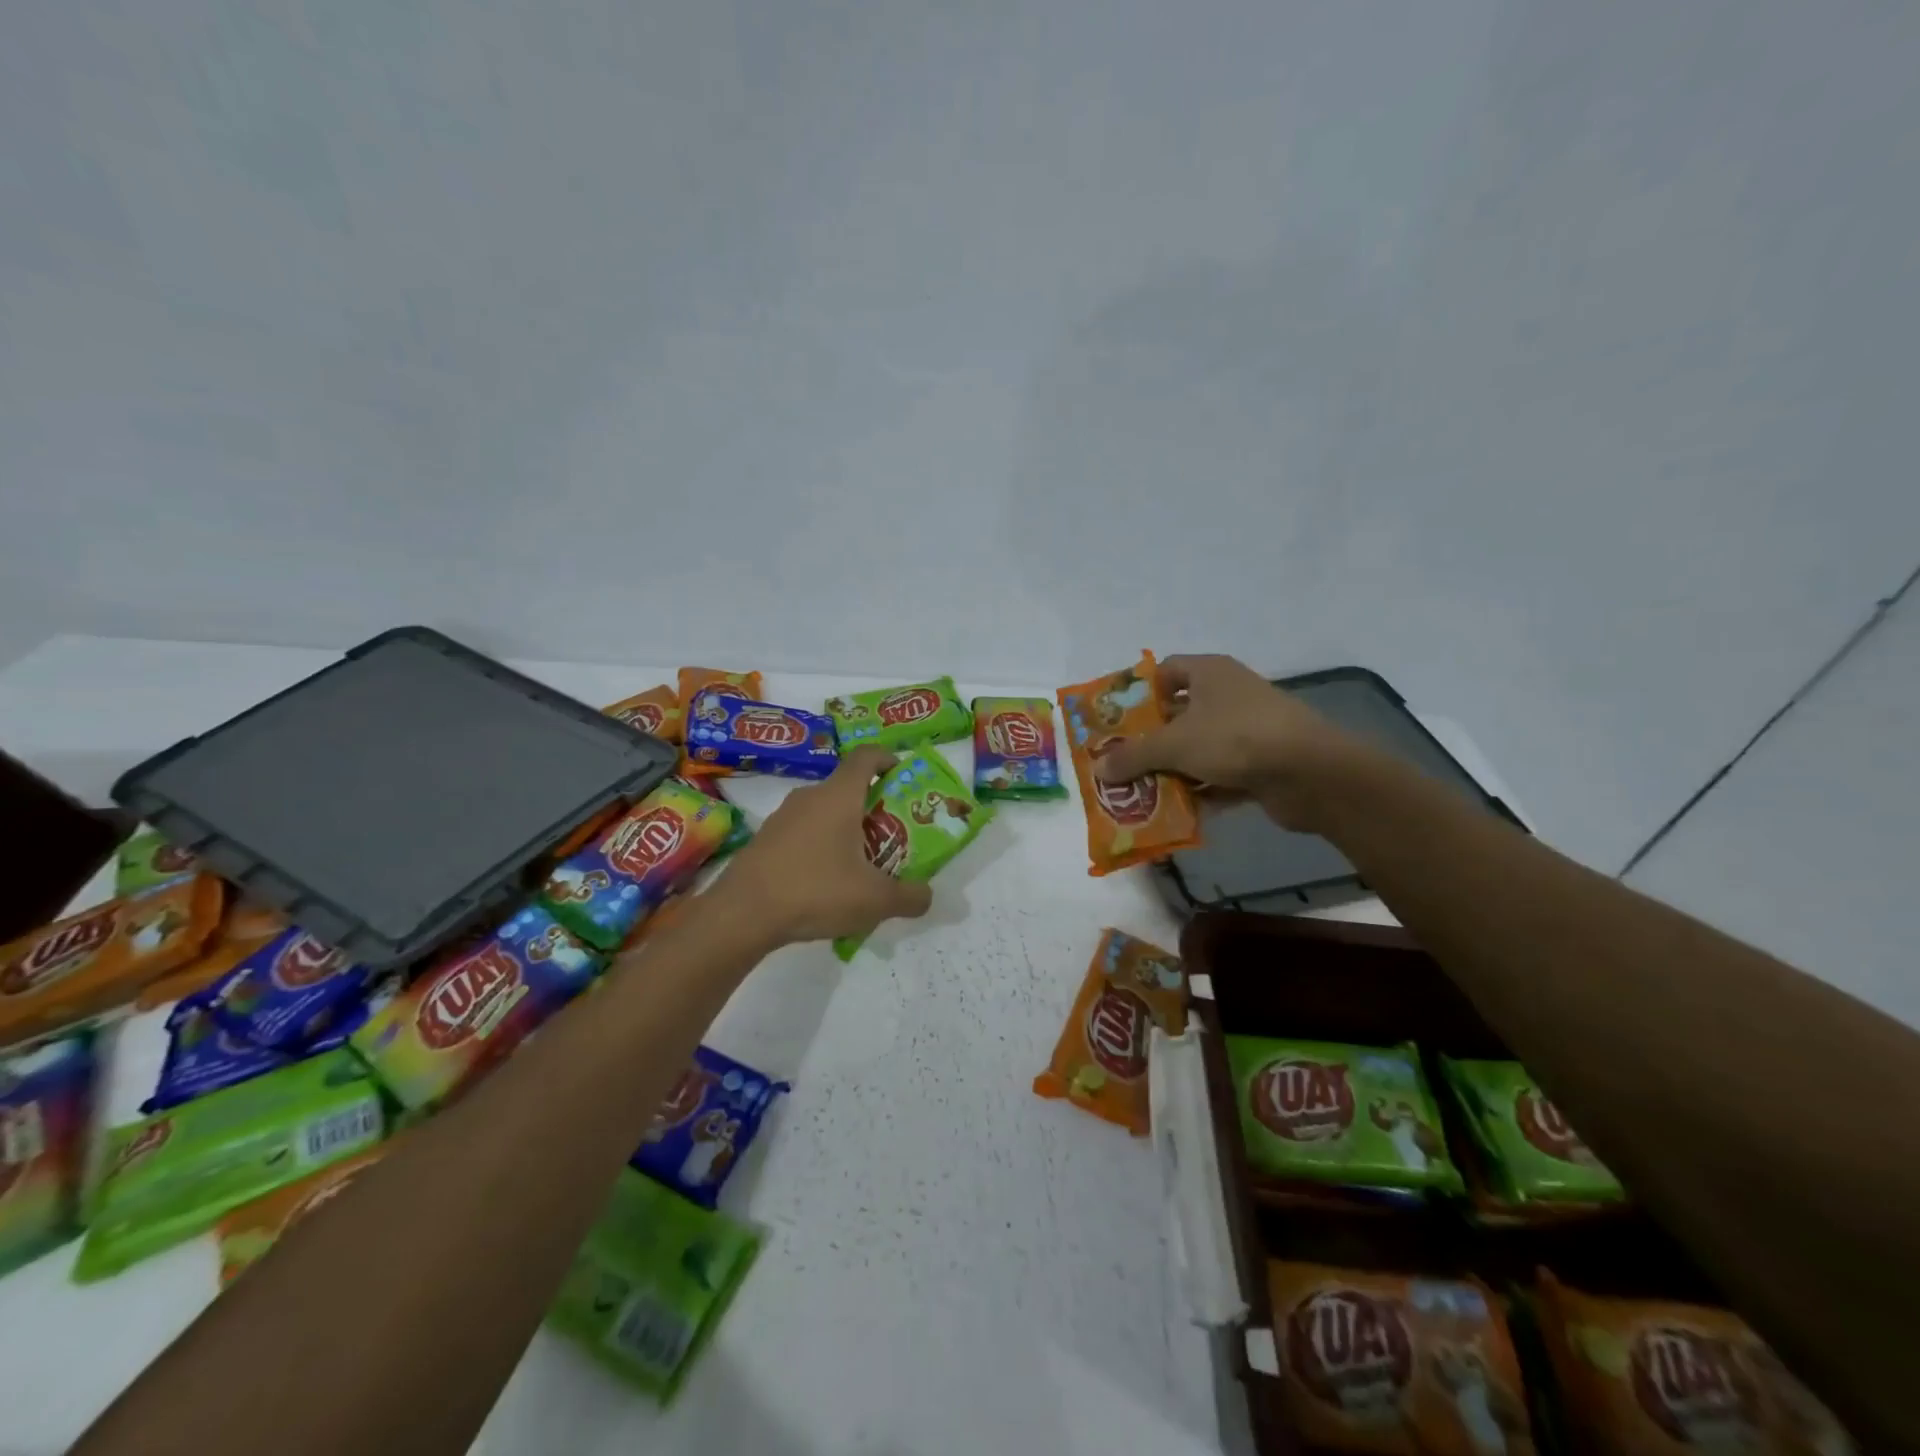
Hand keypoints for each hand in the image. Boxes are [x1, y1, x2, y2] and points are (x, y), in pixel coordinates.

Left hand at [712, 746, 932, 946]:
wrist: (742, 914)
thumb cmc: (816, 891)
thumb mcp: (875, 900)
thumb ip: (909, 896)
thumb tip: (927, 895)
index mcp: (839, 796)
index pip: (866, 756)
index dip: (888, 759)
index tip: (902, 775)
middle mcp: (810, 796)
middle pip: (847, 788)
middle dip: (872, 807)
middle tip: (891, 836)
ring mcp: (782, 817)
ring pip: (823, 812)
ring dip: (845, 830)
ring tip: (861, 865)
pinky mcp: (764, 840)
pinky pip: (802, 833)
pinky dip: (820, 848)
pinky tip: (825, 885)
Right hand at [1090, 655, 1371, 830]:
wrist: (1311, 773)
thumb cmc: (1235, 738)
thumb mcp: (1174, 744)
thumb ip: (1134, 756)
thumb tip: (1099, 769)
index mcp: (1208, 673)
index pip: (1164, 671)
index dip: (1138, 693)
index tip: (1114, 721)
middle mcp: (1228, 695)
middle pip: (1177, 714)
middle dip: (1148, 740)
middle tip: (1118, 763)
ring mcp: (1247, 730)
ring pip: (1197, 748)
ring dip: (1172, 770)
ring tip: (1138, 792)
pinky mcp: (1260, 763)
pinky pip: (1219, 775)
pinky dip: (1200, 791)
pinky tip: (1175, 812)